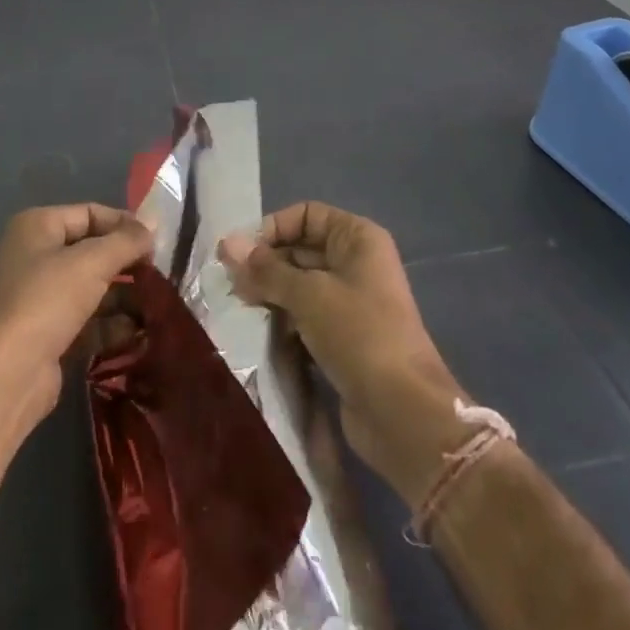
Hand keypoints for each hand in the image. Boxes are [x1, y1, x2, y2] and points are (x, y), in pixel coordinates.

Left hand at [0, 203, 153, 433]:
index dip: (124, 224)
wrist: (6, 377)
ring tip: (158, 306)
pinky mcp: (50, 335)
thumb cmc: (46, 301)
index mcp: (38, 227)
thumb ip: (127, 241)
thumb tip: (154, 224)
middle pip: (93, 251)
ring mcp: (42, 298)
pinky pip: (89, 321)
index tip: (157, 242)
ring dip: (125, 297)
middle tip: (161, 275)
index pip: (90, 213)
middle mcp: (37, 257)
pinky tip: (141, 333)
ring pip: (93, 289)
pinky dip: (113, 325)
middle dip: (127, 264)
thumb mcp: (92, 262)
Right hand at [220, 202, 474, 504]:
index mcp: (357, 239)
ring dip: (270, 295)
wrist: (402, 413)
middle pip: (300, 250)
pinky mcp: (342, 338)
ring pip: (299, 286)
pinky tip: (257, 332)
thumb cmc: (359, 334)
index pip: (306, 215)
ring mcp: (350, 303)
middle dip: (265, 265)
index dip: (273, 228)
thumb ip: (266, 270)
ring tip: (239, 308)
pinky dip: (282, 321)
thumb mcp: (309, 295)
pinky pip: (304, 318)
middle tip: (230, 286)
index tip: (241, 254)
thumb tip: (226, 243)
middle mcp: (355, 264)